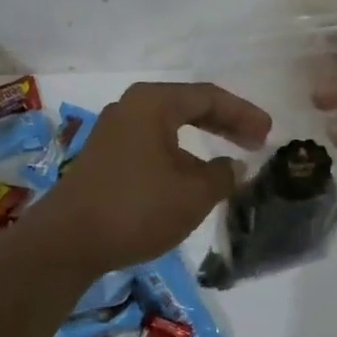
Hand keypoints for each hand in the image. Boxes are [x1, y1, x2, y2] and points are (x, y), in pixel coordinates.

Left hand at [38, 81, 271, 275]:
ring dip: (201, 138)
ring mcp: (114, 129)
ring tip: (229, 157)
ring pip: (169, 124)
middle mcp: (132, 106)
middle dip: (225, 122)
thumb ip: (221, 175)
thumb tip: (234, 166)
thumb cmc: (135, 207)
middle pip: (188, 105)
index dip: (243, 113)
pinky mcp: (104, 154)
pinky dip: (179, 151)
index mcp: (153, 102)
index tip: (269, 132)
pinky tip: (190, 173)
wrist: (67, 240)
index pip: (208, 97)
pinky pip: (152, 141)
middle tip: (256, 140)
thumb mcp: (191, 195)